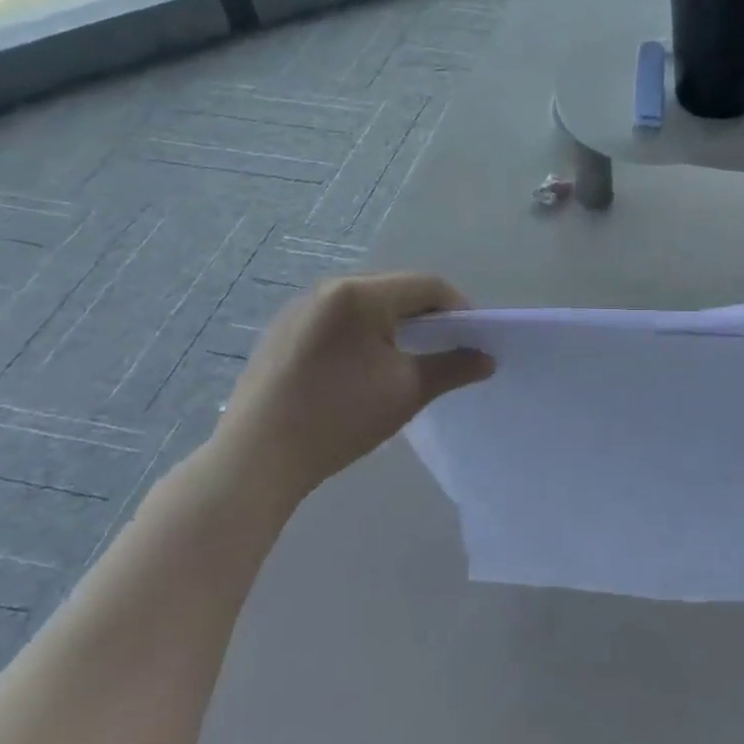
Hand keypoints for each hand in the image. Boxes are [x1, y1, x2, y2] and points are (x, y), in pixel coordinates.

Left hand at [213, 273, 492, 503]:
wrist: (256, 459)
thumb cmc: (340, 417)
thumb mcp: (407, 391)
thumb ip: (453, 367)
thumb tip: (486, 359)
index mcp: (360, 293)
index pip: (428, 285)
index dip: (460, 308)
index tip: (474, 340)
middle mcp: (328, 288)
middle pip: (396, 289)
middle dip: (428, 315)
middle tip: (447, 348)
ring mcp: (299, 308)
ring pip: (366, 303)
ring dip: (396, 323)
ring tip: (408, 358)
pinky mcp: (282, 331)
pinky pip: (338, 319)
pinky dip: (364, 333)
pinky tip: (363, 368)